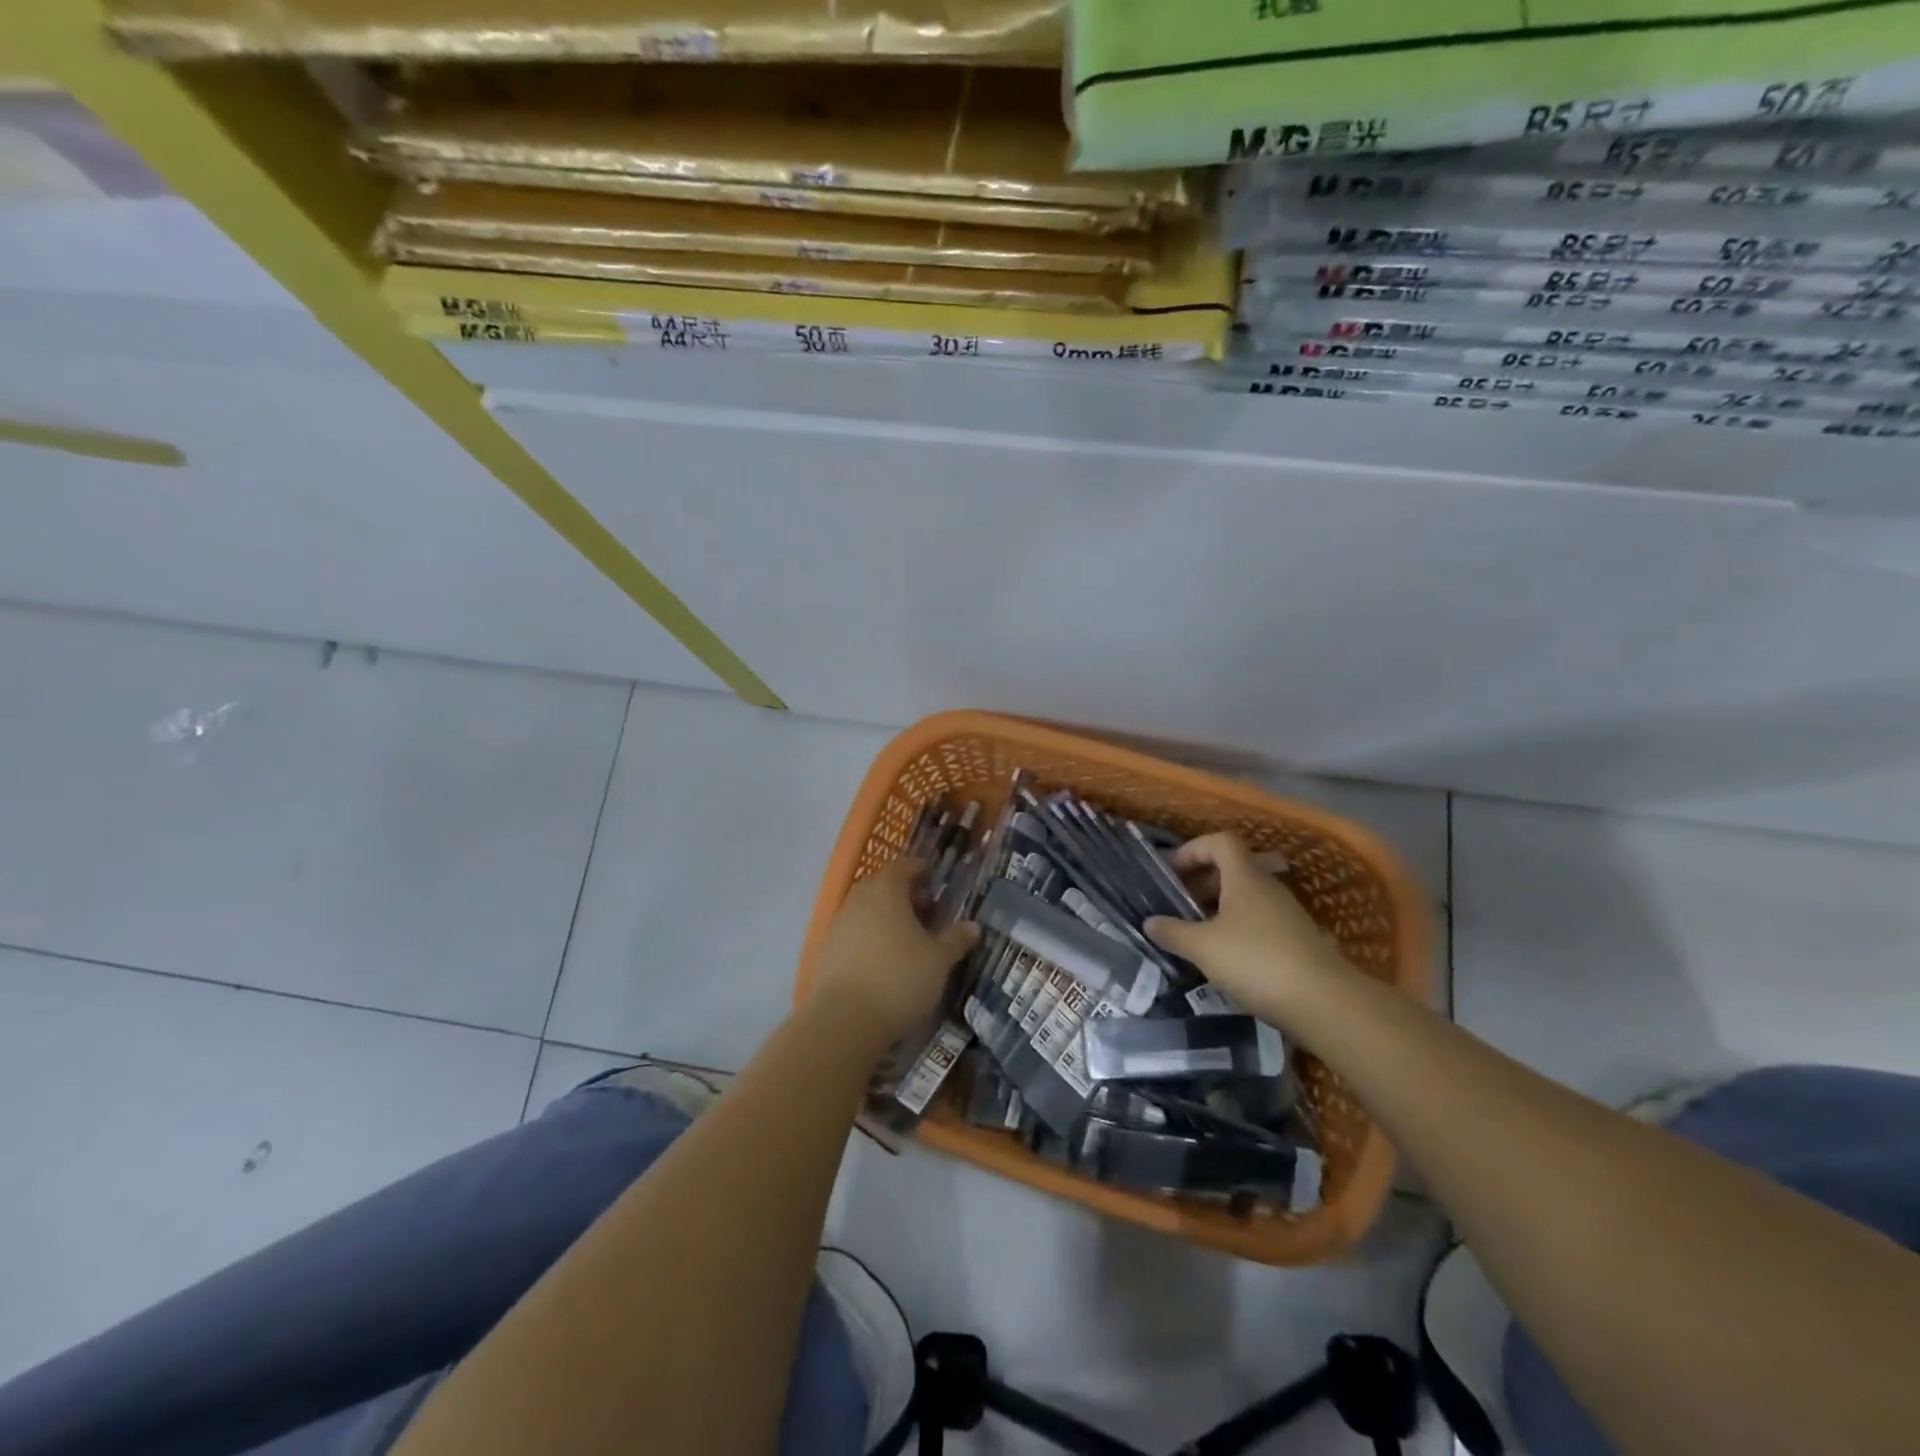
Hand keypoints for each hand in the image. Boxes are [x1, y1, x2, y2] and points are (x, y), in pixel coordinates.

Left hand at [810, 857, 976, 1042]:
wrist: (844, 1020)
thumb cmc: (899, 978)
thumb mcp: (939, 960)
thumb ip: (956, 939)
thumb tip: (973, 926)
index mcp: (886, 889)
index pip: (903, 866)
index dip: (919, 870)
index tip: (933, 880)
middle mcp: (859, 899)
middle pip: (882, 886)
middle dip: (904, 894)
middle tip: (926, 911)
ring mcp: (839, 924)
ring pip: (866, 909)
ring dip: (886, 916)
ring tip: (908, 939)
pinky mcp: (827, 950)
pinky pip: (854, 933)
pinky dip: (870, 937)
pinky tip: (884, 960)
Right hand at [1144, 833, 1350, 1021]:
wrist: (1324, 1002)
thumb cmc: (1256, 961)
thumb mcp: (1203, 947)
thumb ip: (1173, 932)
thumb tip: (1150, 922)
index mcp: (1245, 877)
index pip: (1220, 842)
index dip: (1193, 850)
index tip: (1172, 872)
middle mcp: (1268, 888)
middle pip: (1232, 869)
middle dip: (1202, 881)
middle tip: (1178, 904)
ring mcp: (1287, 914)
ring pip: (1246, 897)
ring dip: (1219, 907)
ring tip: (1196, 932)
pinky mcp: (1297, 941)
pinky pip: (1259, 922)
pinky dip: (1237, 929)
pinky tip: (1224, 957)